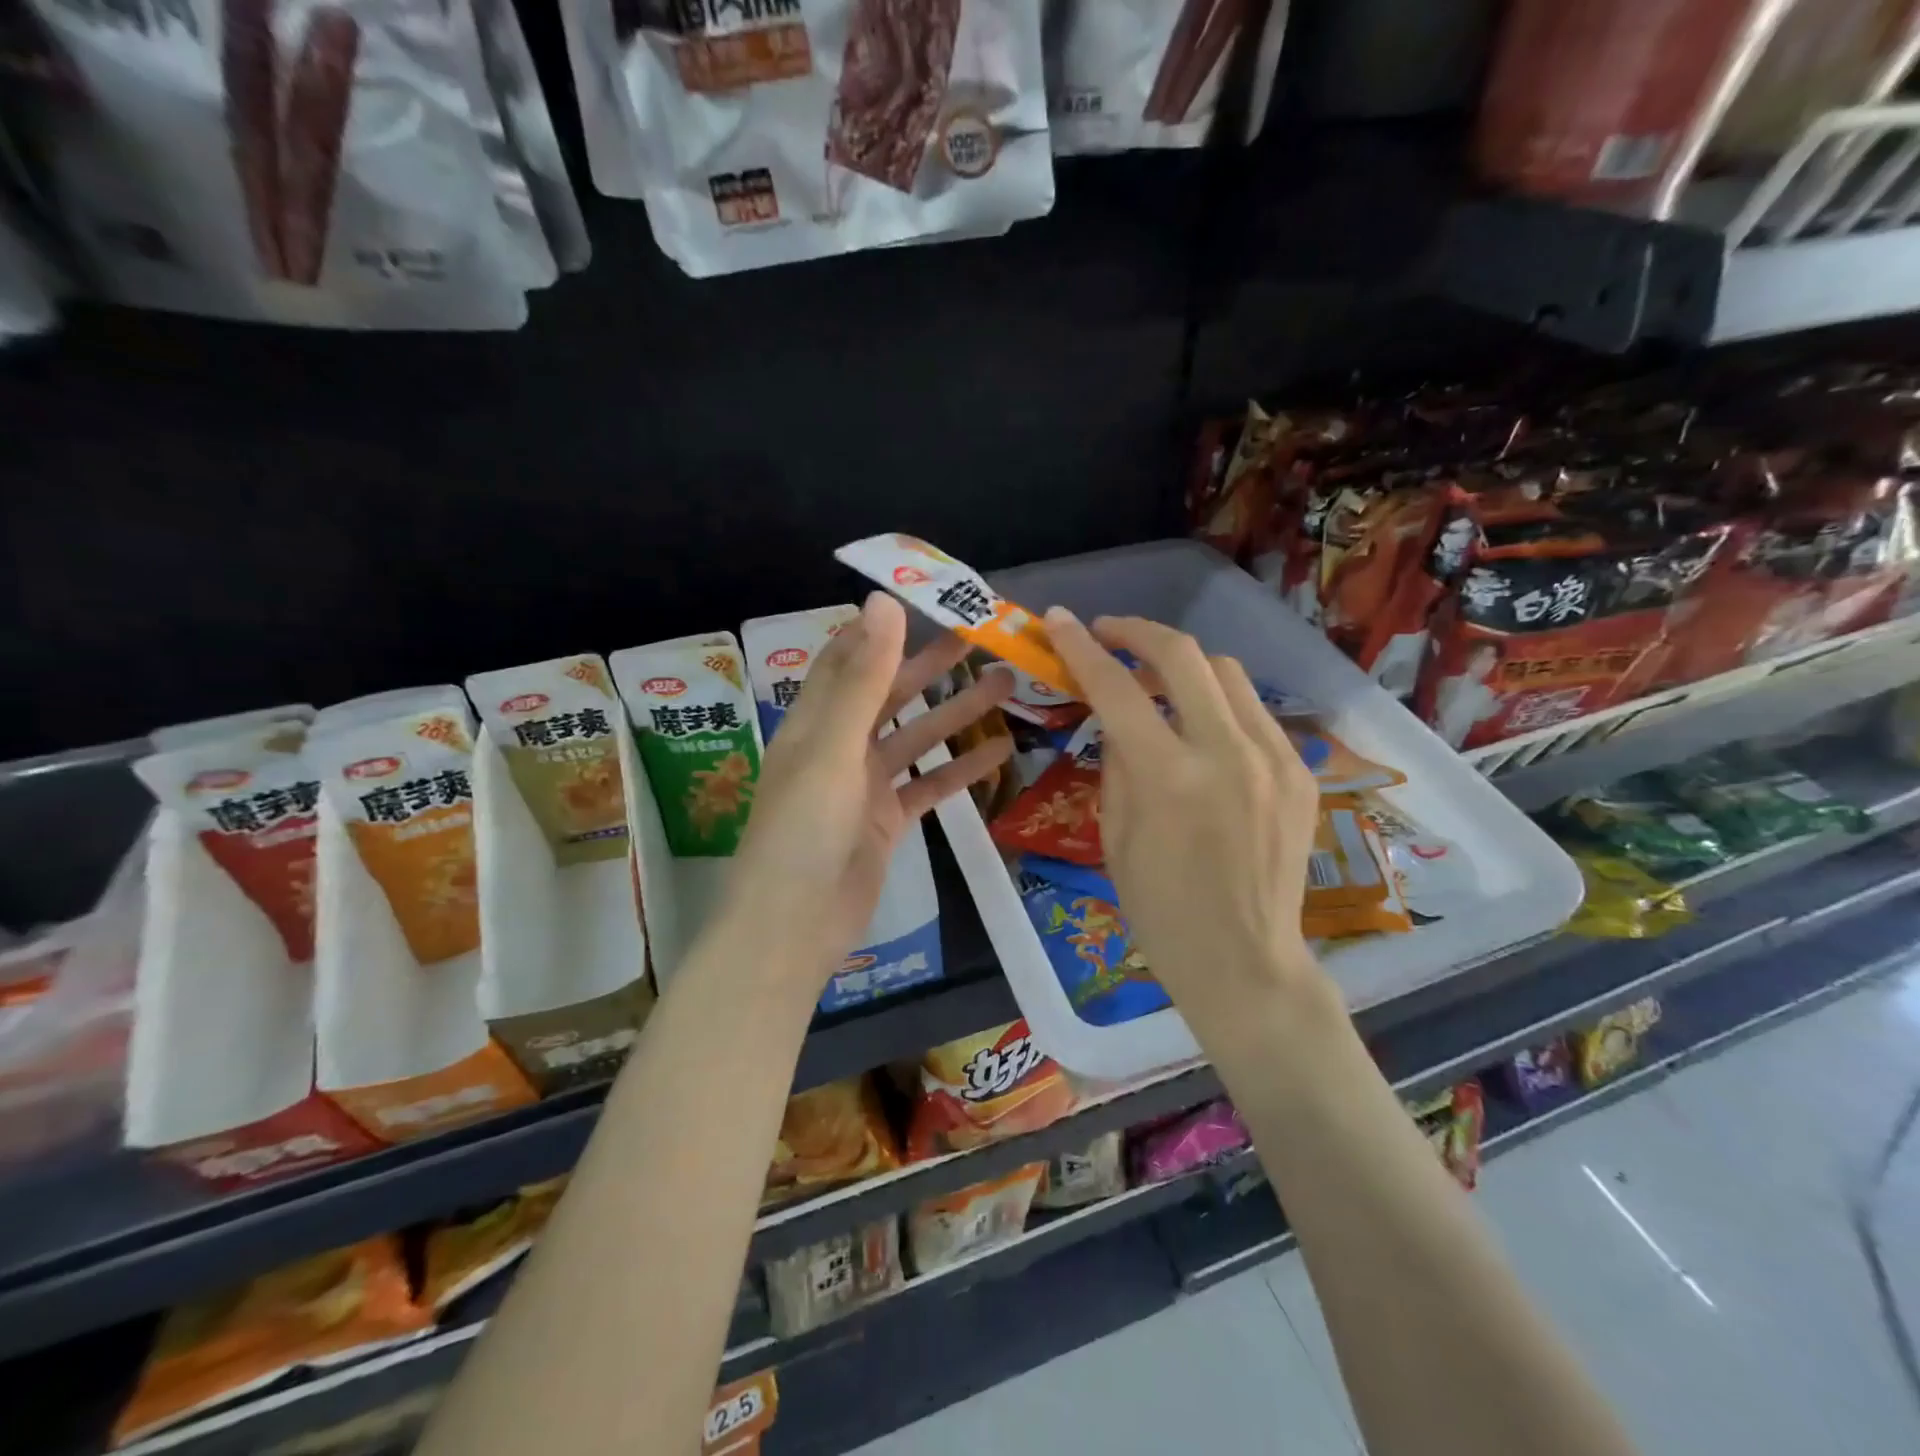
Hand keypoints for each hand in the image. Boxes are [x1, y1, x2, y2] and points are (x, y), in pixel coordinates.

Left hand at [730, 593, 1012, 987]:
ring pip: (917, 738)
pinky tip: (1001, 752)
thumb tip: (883, 602)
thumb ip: (864, 678)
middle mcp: (839, 746)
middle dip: (933, 666)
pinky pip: (929, 786)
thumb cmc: (804, 829)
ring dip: (956, 713)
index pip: (848, 659)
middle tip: (983, 640)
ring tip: (1006, 687)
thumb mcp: (833, 747)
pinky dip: (961, 770)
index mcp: (815, 721)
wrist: (795, 925)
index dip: (882, 630)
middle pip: (890, 694)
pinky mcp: (887, 822)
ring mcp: (865, 786)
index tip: (927, 603)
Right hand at [1043, 609, 1333, 1027]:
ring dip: (1183, 665)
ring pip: (1227, 673)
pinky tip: (1202, 729)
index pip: (1116, 689)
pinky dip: (1218, 705)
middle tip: (1109, 634)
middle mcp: (1227, 753)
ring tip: (1156, 680)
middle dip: (1138, 632)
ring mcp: (1274, 758)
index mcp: (1168, 777)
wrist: (1244, 961)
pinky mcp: (1300, 772)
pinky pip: (1254, 713)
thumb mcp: (1115, 835)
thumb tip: (1118, 718)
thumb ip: (1116, 764)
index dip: (1081, 648)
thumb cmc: (1160, 910)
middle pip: (1183, 655)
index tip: (1059, 620)